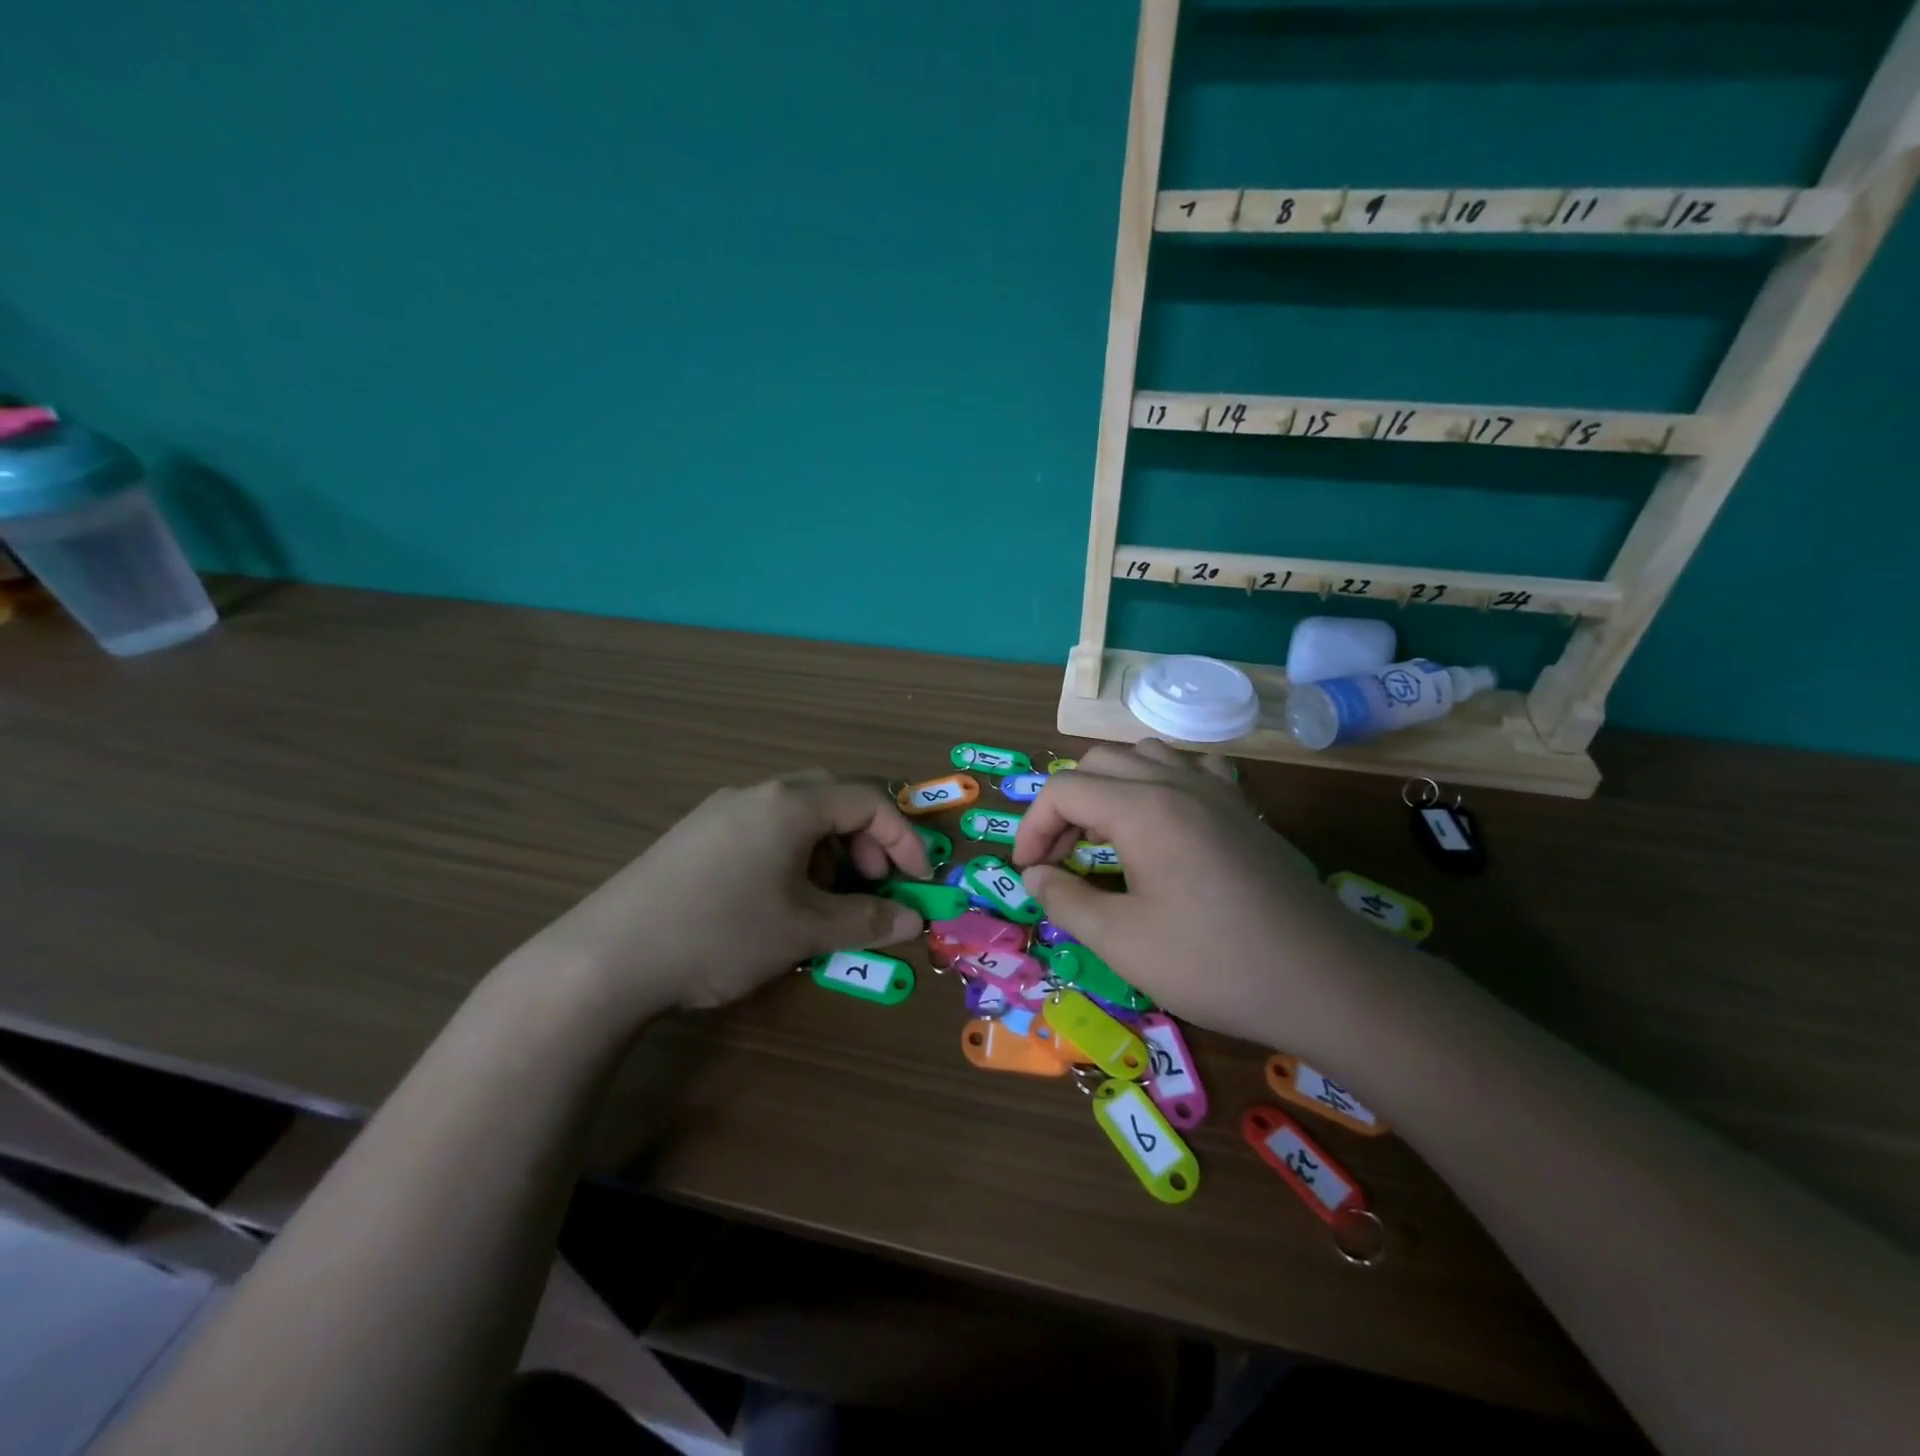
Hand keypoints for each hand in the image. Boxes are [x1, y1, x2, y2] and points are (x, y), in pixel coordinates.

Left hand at [515, 770, 929, 1019]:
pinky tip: (777, 898)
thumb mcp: (803, 931)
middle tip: (871, 883)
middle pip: (833, 796)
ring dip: (828, 847)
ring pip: (796, 812)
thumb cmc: (720, 933)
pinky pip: (762, 827)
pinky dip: (791, 853)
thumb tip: (913, 922)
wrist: (605, 958)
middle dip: (865, 838)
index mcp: (790, 803)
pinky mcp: (694, 834)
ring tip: (824, 897)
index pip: (868, 801)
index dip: (904, 839)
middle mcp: (756, 793)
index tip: (918, 882)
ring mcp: (720, 811)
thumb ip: (866, 921)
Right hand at [1011, 742, 1403, 1053]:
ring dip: (1108, 787)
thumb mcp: (1123, 942)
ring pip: (1142, 756)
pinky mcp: (1243, 808)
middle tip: (1059, 858)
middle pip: (1097, 763)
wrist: (1325, 980)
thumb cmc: (1215, 963)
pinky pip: (1191, 768)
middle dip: (1064, 805)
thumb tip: (1035, 876)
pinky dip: (1160, 782)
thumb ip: (1066, 900)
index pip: (1063, 790)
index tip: (1029, 874)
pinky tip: (1164, 820)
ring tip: (1103, 836)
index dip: (1032, 828)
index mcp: (1143, 808)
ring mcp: (1217, 790)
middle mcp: (1177, 782)